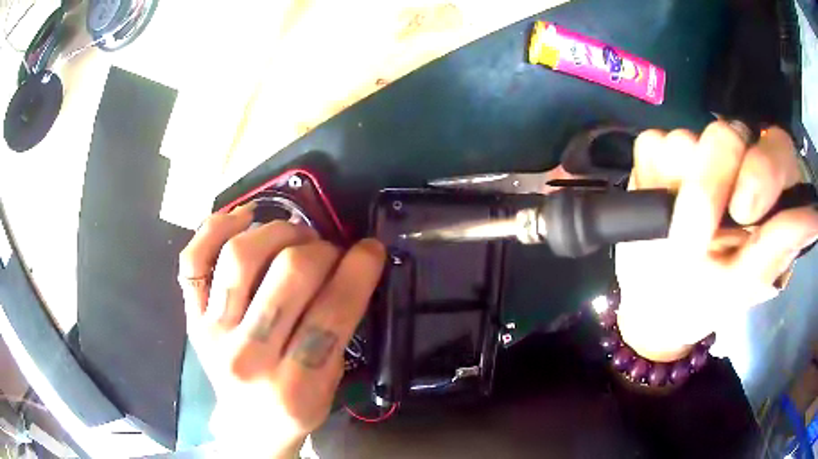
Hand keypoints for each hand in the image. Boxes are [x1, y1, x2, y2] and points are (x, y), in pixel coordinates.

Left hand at [178, 204, 384, 457]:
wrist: (249, 424)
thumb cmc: (297, 407)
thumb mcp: (332, 385)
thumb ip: (340, 331)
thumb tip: (351, 265)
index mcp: (296, 386)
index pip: (331, 313)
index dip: (358, 270)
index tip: (370, 249)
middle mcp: (248, 358)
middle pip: (289, 275)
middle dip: (321, 250)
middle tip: (330, 250)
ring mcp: (213, 334)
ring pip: (240, 256)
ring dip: (278, 231)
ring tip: (294, 235)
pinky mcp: (192, 318)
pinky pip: (193, 259)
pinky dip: (215, 227)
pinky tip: (244, 218)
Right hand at [615, 122, 817, 361]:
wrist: (654, 299)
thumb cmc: (706, 298)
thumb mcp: (745, 286)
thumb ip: (779, 249)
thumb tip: (814, 219)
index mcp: (766, 189)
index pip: (776, 146)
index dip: (762, 170)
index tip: (743, 214)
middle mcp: (736, 159)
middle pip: (727, 132)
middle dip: (710, 182)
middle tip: (698, 233)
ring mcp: (695, 149)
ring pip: (686, 137)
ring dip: (676, 187)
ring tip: (672, 227)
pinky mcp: (659, 153)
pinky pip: (653, 144)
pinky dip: (650, 175)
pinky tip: (655, 204)